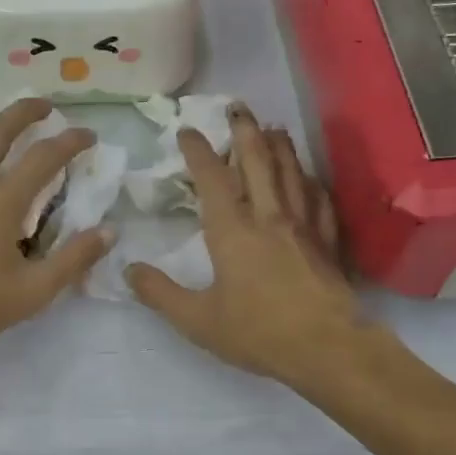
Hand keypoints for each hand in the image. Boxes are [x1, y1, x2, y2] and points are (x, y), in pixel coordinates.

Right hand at [126, 107, 369, 388]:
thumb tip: (128, 270)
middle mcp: (269, 216)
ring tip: (273, 127)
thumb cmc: (258, 332)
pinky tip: (309, 177)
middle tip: (237, 107)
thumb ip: (160, 294)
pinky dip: (311, 181)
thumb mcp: (197, 320)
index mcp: (232, 230)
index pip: (212, 179)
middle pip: (258, 161)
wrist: (327, 348)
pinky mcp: (327, 241)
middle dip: (245, 131)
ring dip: (280, 146)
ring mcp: (303, 226)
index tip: (188, 130)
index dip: (198, 151)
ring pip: (291, 172)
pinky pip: (319, 200)